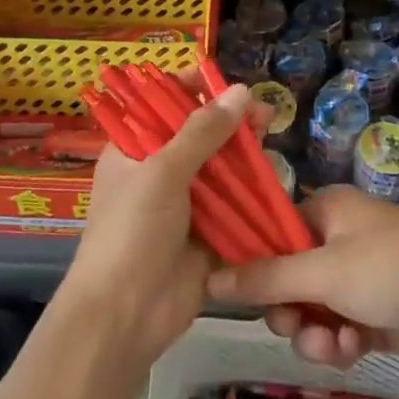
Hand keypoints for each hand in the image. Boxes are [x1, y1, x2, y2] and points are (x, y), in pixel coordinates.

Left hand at [59, 82, 266, 371]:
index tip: (226, 83)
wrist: (125, 315)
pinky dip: (252, 190)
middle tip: (262, 112)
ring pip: (221, 168)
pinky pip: (234, 204)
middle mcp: (158, 172)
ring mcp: (184, 204)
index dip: (192, 91)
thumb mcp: (163, 172)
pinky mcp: (208, 233)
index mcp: (133, 151)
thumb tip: (240, 91)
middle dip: (229, 121)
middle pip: (198, 135)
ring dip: (244, 153)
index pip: (163, 106)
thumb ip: (203, 132)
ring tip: (271, 132)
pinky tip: (273, 173)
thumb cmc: (132, 232)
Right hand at [207, 186, 398, 368]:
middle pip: (287, 277)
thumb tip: (210, 277)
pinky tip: (350, 351)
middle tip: (292, 324)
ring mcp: (356, 278)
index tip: (236, 293)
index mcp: (325, 211)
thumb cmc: (393, 268)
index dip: (253, 263)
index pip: (272, 232)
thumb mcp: (324, 271)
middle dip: (288, 308)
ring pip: (311, 309)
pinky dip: (337, 342)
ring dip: (314, 332)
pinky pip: (336, 329)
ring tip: (331, 344)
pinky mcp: (373, 313)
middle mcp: (337, 239)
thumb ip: (267, 278)